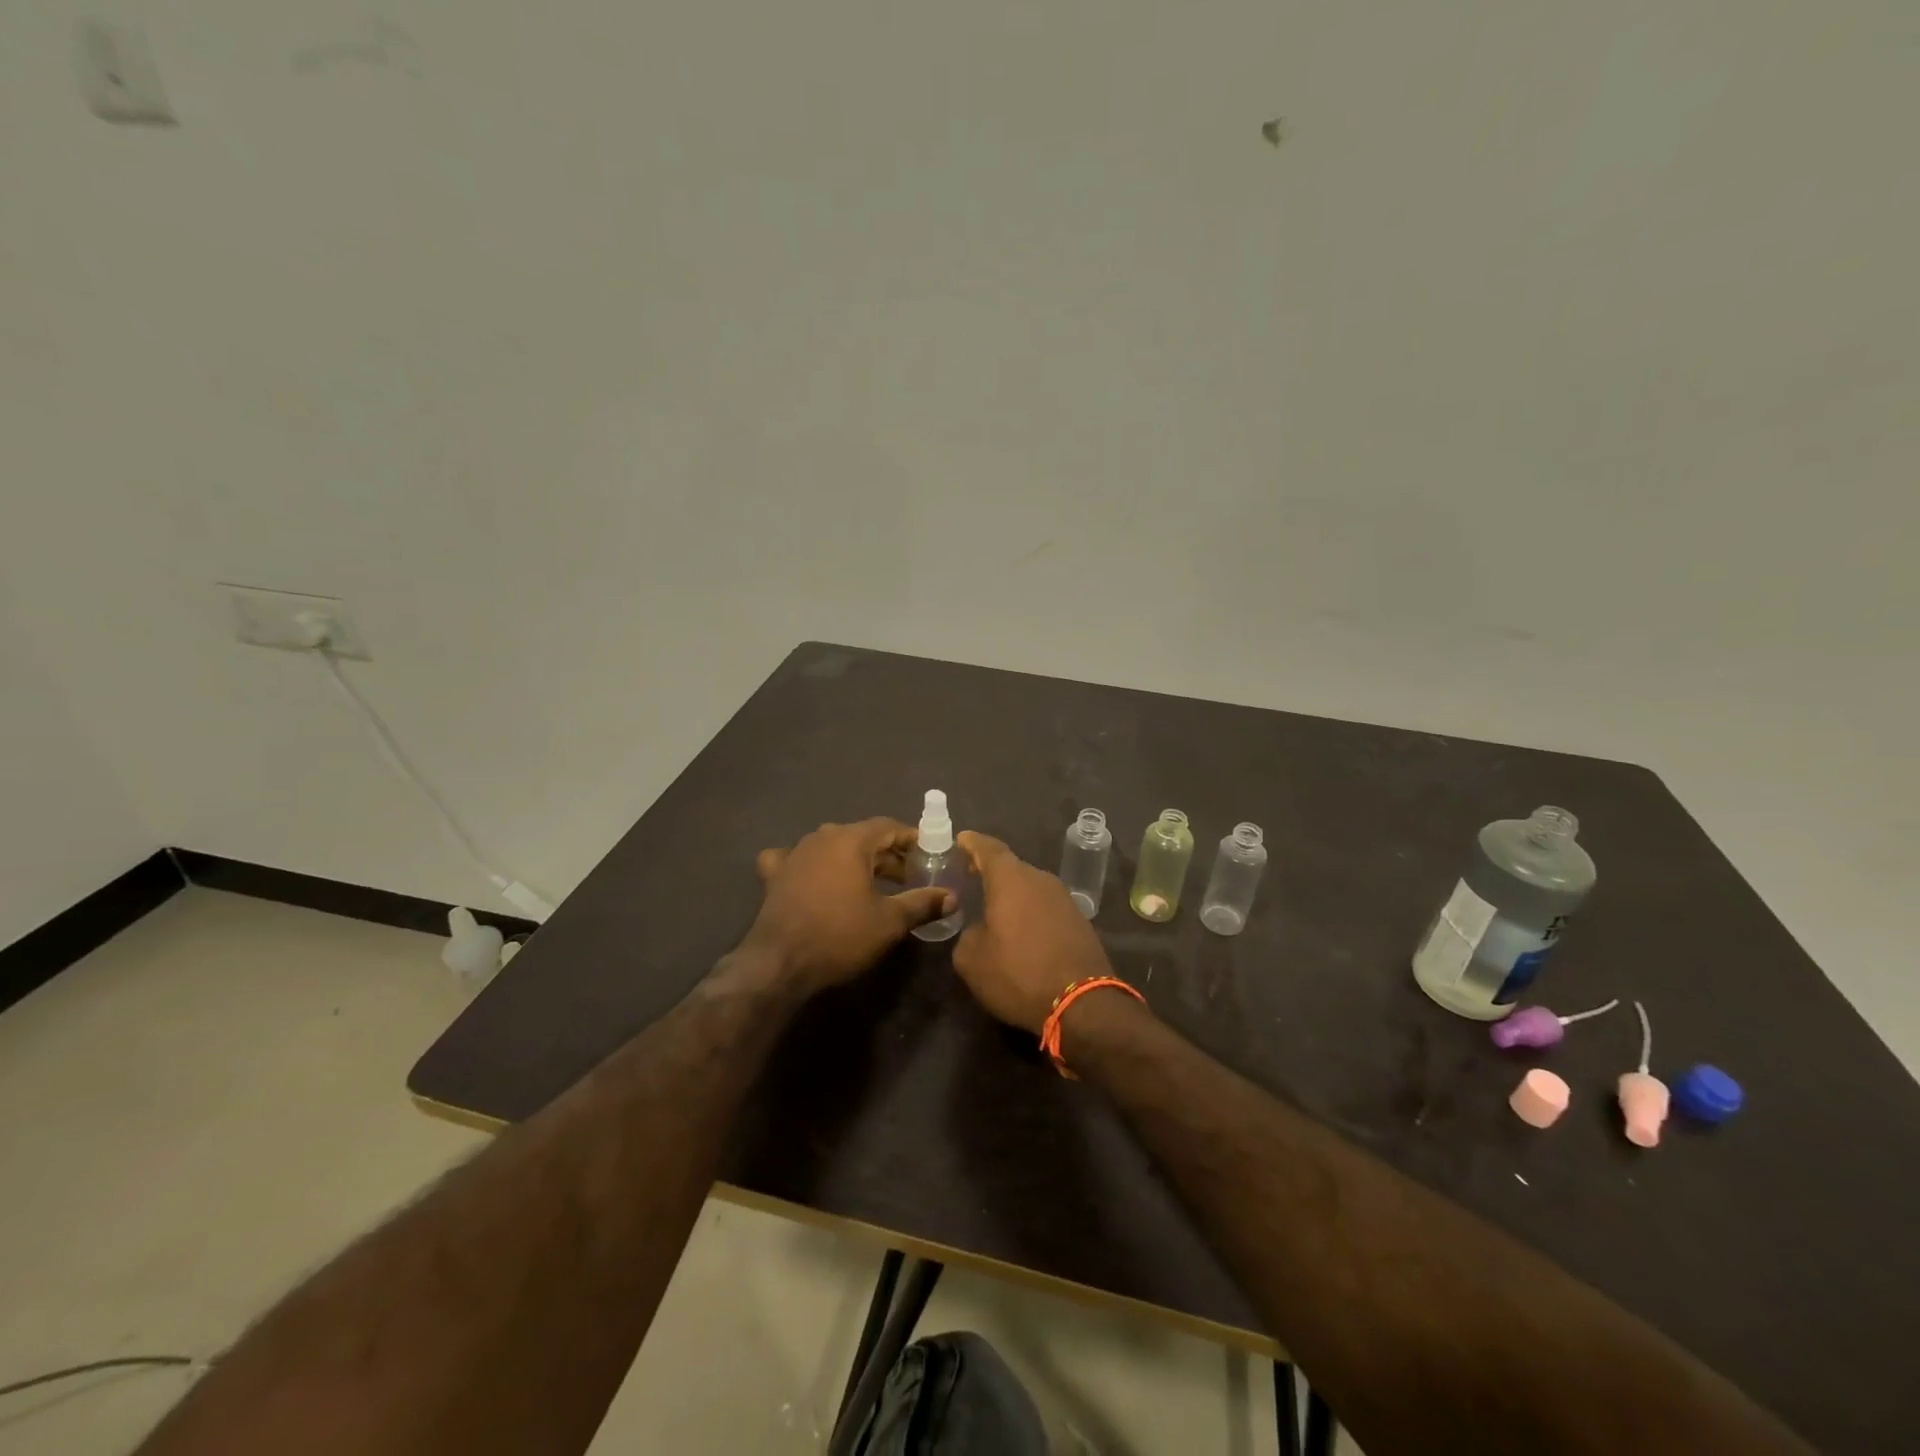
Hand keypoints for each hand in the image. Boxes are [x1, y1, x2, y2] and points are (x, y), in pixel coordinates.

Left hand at [743, 818, 954, 993]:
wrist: (779, 963)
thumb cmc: (840, 935)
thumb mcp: (890, 921)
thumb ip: (922, 903)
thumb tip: (952, 897)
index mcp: (851, 840)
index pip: (888, 827)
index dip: (911, 839)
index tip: (927, 855)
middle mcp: (821, 837)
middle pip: (861, 836)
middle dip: (886, 854)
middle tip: (908, 878)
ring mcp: (794, 854)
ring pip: (831, 847)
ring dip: (853, 860)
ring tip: (870, 882)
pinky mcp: (774, 875)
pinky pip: (795, 860)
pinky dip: (808, 865)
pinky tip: (810, 877)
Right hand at [952, 831, 1113, 1033]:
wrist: (1082, 1004)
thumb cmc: (1019, 974)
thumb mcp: (972, 960)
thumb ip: (967, 935)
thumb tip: (979, 930)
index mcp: (1011, 879)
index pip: (988, 848)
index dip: (972, 843)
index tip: (961, 840)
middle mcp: (1040, 880)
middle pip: (1011, 867)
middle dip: (990, 872)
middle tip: (971, 878)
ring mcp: (1064, 899)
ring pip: (1030, 888)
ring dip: (1012, 896)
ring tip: (994, 909)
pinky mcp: (1080, 922)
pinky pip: (1046, 908)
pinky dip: (1031, 913)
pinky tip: (1022, 932)